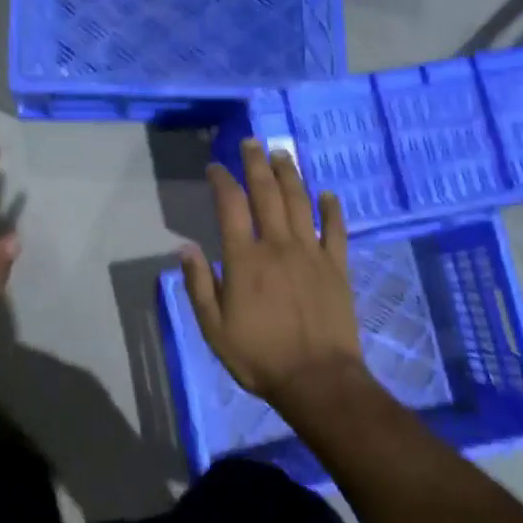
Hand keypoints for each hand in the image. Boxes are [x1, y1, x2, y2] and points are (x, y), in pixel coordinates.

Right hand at [180, 138, 366, 406]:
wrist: (317, 379)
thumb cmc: (259, 356)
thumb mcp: (214, 328)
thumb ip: (199, 285)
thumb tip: (185, 248)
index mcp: (245, 260)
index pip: (231, 207)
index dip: (222, 181)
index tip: (215, 167)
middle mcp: (278, 246)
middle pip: (267, 193)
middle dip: (257, 164)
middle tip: (251, 143)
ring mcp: (311, 253)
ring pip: (300, 202)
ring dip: (290, 175)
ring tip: (282, 154)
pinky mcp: (337, 267)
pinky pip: (336, 229)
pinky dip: (332, 209)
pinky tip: (328, 193)